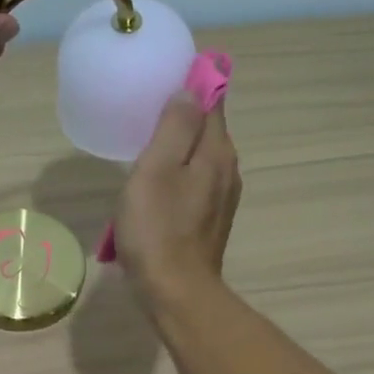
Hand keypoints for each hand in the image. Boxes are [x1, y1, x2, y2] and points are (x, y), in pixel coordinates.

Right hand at [115, 91, 241, 313]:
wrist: (176, 293)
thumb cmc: (158, 229)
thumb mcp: (157, 169)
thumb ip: (175, 126)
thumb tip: (189, 90)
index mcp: (216, 152)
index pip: (212, 100)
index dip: (193, 84)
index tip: (165, 80)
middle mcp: (227, 170)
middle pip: (207, 129)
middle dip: (182, 118)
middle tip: (145, 114)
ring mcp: (221, 198)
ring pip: (200, 159)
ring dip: (177, 150)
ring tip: (146, 151)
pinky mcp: (210, 221)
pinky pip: (195, 184)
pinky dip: (177, 177)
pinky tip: (155, 189)